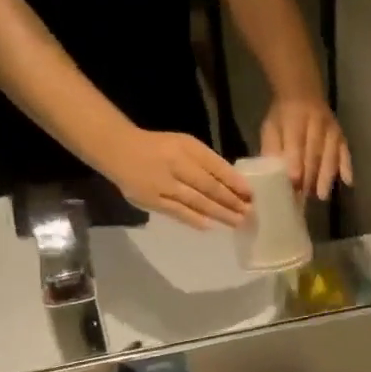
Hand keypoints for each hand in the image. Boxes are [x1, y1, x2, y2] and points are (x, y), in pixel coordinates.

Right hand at [106, 128, 252, 229]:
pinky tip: (211, 226)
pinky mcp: (151, 200)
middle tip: (249, 213)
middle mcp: (176, 164)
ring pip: (196, 201)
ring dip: (219, 213)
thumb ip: (207, 162)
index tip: (251, 194)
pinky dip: (195, 219)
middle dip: (232, 201)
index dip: (235, 182)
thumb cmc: (159, 148)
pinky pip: (177, 212)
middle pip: (209, 186)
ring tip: (237, 222)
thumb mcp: (185, 145)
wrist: (119, 150)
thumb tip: (234, 184)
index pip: (216, 167)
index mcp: (187, 148)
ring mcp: (163, 184)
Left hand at [260, 96, 353, 201]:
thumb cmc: (283, 116)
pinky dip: (347, 166)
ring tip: (321, 195)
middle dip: (310, 176)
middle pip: (315, 153)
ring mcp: (331, 129)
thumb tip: (271, 175)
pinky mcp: (341, 135)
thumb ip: (271, 149)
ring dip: (327, 176)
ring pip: (331, 154)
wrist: (302, 93)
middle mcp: (316, 123)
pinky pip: (345, 151)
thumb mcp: (271, 128)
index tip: (294, 184)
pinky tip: (347, 181)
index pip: (296, 144)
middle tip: (305, 196)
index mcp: (295, 119)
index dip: (296, 164)